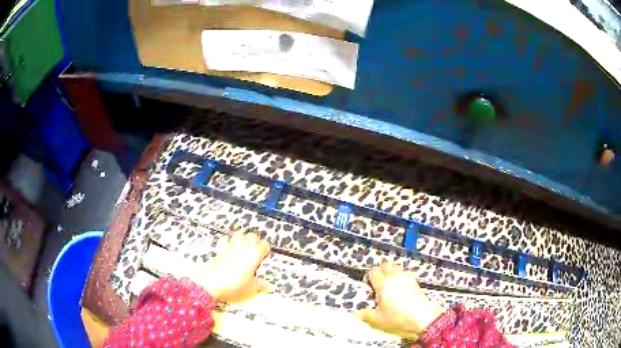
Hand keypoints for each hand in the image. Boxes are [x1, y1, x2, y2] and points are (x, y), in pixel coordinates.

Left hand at [190, 231, 270, 302]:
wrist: (212, 283)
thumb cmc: (235, 285)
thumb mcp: (251, 289)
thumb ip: (260, 286)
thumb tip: (268, 286)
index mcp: (254, 254)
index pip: (265, 245)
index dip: (265, 250)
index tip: (264, 256)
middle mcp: (244, 246)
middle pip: (252, 235)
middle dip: (254, 241)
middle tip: (254, 251)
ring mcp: (230, 246)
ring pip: (239, 234)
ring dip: (242, 238)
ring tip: (242, 247)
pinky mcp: (219, 248)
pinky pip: (225, 239)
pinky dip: (228, 242)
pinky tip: (228, 249)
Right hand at [358, 262, 443, 339]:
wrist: (422, 318)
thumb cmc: (398, 318)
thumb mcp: (378, 320)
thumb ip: (366, 315)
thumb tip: (357, 313)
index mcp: (383, 285)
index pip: (373, 272)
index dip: (369, 277)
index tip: (369, 285)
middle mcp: (395, 277)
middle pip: (385, 265)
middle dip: (380, 270)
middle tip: (378, 282)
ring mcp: (407, 277)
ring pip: (396, 267)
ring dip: (391, 271)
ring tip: (389, 282)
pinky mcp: (415, 281)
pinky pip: (405, 272)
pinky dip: (400, 275)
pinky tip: (400, 286)